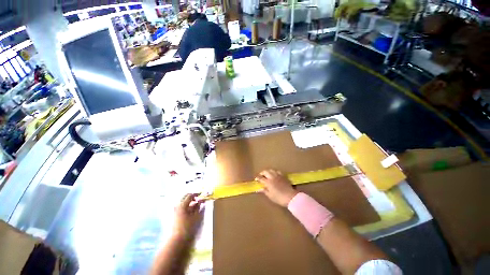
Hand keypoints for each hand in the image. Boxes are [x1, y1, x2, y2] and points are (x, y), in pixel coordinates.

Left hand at [173, 193, 204, 240]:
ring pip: (183, 204)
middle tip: (199, 199)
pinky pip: (181, 209)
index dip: (196, 194)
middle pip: (185, 198)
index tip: (202, 194)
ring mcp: (175, 212)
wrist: (177, 242)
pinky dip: (187, 209)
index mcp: (182, 205)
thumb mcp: (197, 217)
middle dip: (192, 198)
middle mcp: (177, 207)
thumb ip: (200, 208)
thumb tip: (202, 201)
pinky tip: (192, 213)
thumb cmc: (188, 228)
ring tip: (197, 206)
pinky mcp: (174, 218)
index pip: (190, 195)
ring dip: (190, 203)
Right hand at [256, 169, 297, 206]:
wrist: (291, 197)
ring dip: (268, 171)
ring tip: (267, 174)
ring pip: (271, 170)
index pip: (260, 178)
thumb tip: (259, 189)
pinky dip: (274, 172)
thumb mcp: (270, 196)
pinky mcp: (283, 176)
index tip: (256, 179)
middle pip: (265, 171)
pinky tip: (274, 174)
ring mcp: (278, 175)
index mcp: (268, 182)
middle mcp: (272, 177)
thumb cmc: (279, 198)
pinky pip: (277, 171)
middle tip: (260, 176)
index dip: (257, 178)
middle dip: (262, 173)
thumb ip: (264, 191)